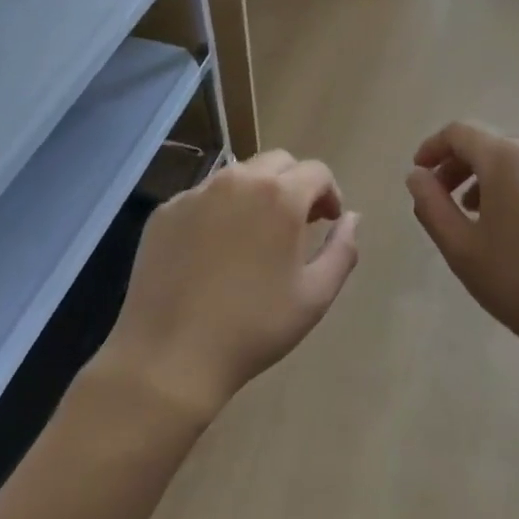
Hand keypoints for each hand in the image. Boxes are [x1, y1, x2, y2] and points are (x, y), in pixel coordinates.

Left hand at [96, 151, 359, 418]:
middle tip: (297, 224)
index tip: (327, 222)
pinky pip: (203, 196)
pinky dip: (219, 210)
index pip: (316, 171)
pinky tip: (214, 250)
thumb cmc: (253, 328)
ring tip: (255, 235)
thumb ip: (343, 249)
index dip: (329, 193)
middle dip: (295, 185)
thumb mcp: (315, 296)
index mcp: (279, 196)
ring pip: (238, 175)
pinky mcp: (166, 211)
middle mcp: (237, 181)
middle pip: (277, 162)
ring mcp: (196, 193)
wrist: (170, 356)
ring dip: (257, 193)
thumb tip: (352, 217)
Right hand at [405, 122, 518, 373]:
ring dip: (492, 178)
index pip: (460, 132)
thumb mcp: (461, 248)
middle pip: (492, 143)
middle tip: (443, 197)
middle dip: (461, 164)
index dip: (433, 147)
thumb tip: (418, 175)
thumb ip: (431, 204)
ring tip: (479, 215)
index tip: (419, 172)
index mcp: (507, 157)